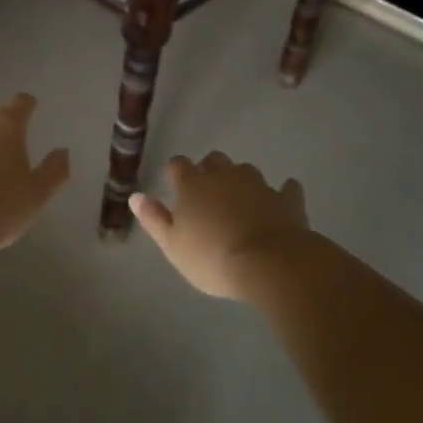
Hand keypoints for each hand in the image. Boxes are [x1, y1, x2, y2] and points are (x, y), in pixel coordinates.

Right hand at [130, 152, 308, 299]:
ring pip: (246, 170)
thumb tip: (135, 196)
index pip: (178, 165)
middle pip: (214, 160)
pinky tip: (283, 200)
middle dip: (210, 169)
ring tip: (241, 200)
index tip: (176, 184)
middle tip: (208, 192)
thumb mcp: (173, 246)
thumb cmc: (212, 257)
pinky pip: (286, 188)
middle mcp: (224, 176)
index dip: (177, 172)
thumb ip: (154, 219)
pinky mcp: (286, 199)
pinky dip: (282, 193)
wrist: (269, 263)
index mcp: (193, 185)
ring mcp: (258, 184)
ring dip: (241, 180)